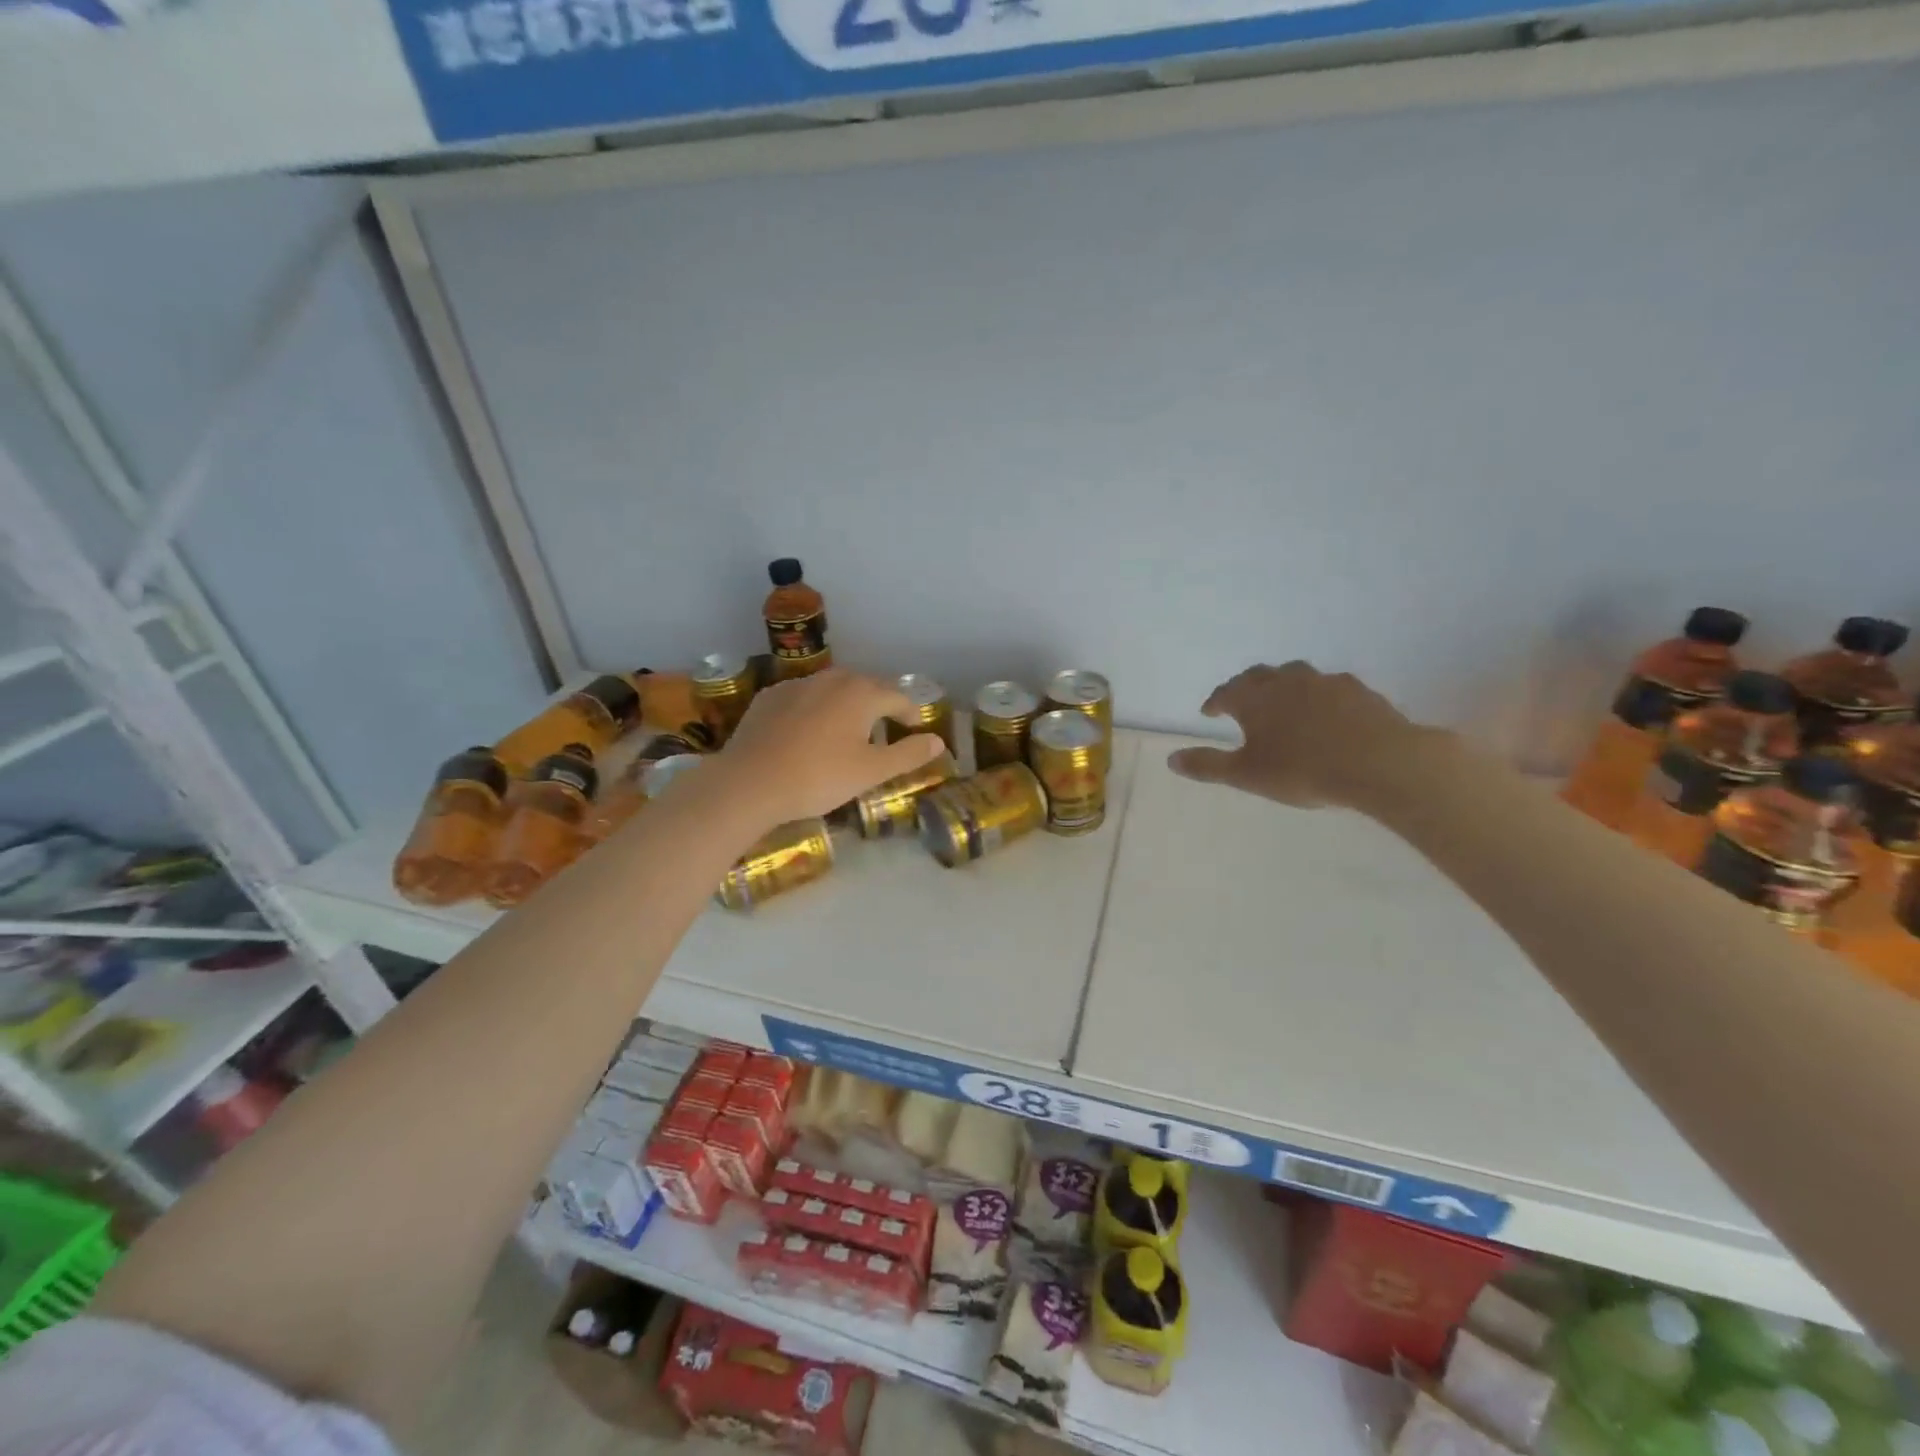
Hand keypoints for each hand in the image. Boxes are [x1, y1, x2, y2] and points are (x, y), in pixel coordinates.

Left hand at [706, 668, 945, 827]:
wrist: (749, 782)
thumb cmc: (819, 777)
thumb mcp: (871, 771)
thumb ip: (908, 754)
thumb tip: (939, 741)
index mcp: (862, 693)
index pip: (898, 697)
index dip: (911, 713)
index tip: (916, 729)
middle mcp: (832, 679)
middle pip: (866, 686)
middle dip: (880, 704)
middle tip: (886, 726)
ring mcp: (797, 685)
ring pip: (833, 689)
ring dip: (847, 704)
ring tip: (849, 728)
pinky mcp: (770, 697)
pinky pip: (804, 697)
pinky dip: (816, 709)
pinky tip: (810, 731)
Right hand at [1168, 661, 1426, 809]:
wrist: (1379, 763)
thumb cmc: (1302, 770)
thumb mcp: (1246, 775)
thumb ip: (1208, 766)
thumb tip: (1171, 759)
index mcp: (1255, 697)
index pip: (1226, 692)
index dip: (1215, 702)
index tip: (1209, 712)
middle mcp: (1287, 681)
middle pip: (1260, 675)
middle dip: (1246, 687)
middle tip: (1242, 703)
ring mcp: (1326, 682)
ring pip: (1296, 676)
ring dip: (1283, 686)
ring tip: (1283, 704)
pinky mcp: (1359, 691)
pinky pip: (1330, 688)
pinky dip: (1318, 697)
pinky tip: (1325, 714)